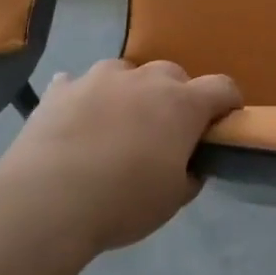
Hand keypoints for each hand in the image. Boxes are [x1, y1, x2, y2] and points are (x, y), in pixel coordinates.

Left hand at [0, 59, 241, 255]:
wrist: (47, 200)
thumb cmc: (123, 201)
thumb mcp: (173, 199)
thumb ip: (190, 173)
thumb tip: (190, 163)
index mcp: (182, 104)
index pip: (222, 87)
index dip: (228, 103)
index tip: (223, 122)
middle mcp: (145, 79)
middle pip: (173, 74)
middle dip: (176, 96)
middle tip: (165, 131)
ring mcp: (99, 78)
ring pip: (125, 72)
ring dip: (129, 91)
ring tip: (116, 124)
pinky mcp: (61, 89)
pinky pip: (77, 84)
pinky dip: (83, 98)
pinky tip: (75, 119)